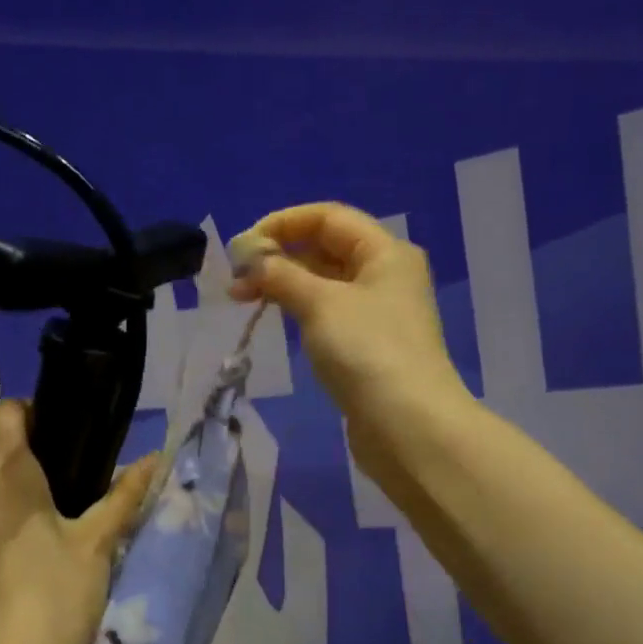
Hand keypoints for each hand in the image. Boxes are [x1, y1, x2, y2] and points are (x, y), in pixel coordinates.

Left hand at [0, 400, 156, 643]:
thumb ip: (125, 495)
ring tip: (63, 508)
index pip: (9, 412)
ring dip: (21, 484)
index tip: (72, 432)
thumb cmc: (58, 595)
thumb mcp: (98, 541)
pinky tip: (38, 542)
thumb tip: (155, 459)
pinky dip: (8, 512)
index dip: (38, 411)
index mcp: (5, 474)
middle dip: (35, 450)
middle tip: (80, 473)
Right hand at [230, 202, 471, 491]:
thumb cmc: (366, 351)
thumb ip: (281, 275)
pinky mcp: (368, 347)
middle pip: (326, 248)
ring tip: (244, 299)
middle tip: (236, 279)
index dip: (283, 223)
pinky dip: (300, 310)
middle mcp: (386, 276)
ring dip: (285, 284)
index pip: (328, 217)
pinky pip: (328, 314)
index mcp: (385, 252)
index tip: (243, 246)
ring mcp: (378, 314)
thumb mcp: (319, 303)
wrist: (406, 426)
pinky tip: (276, 320)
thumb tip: (251, 260)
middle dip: (279, 257)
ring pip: (324, 284)